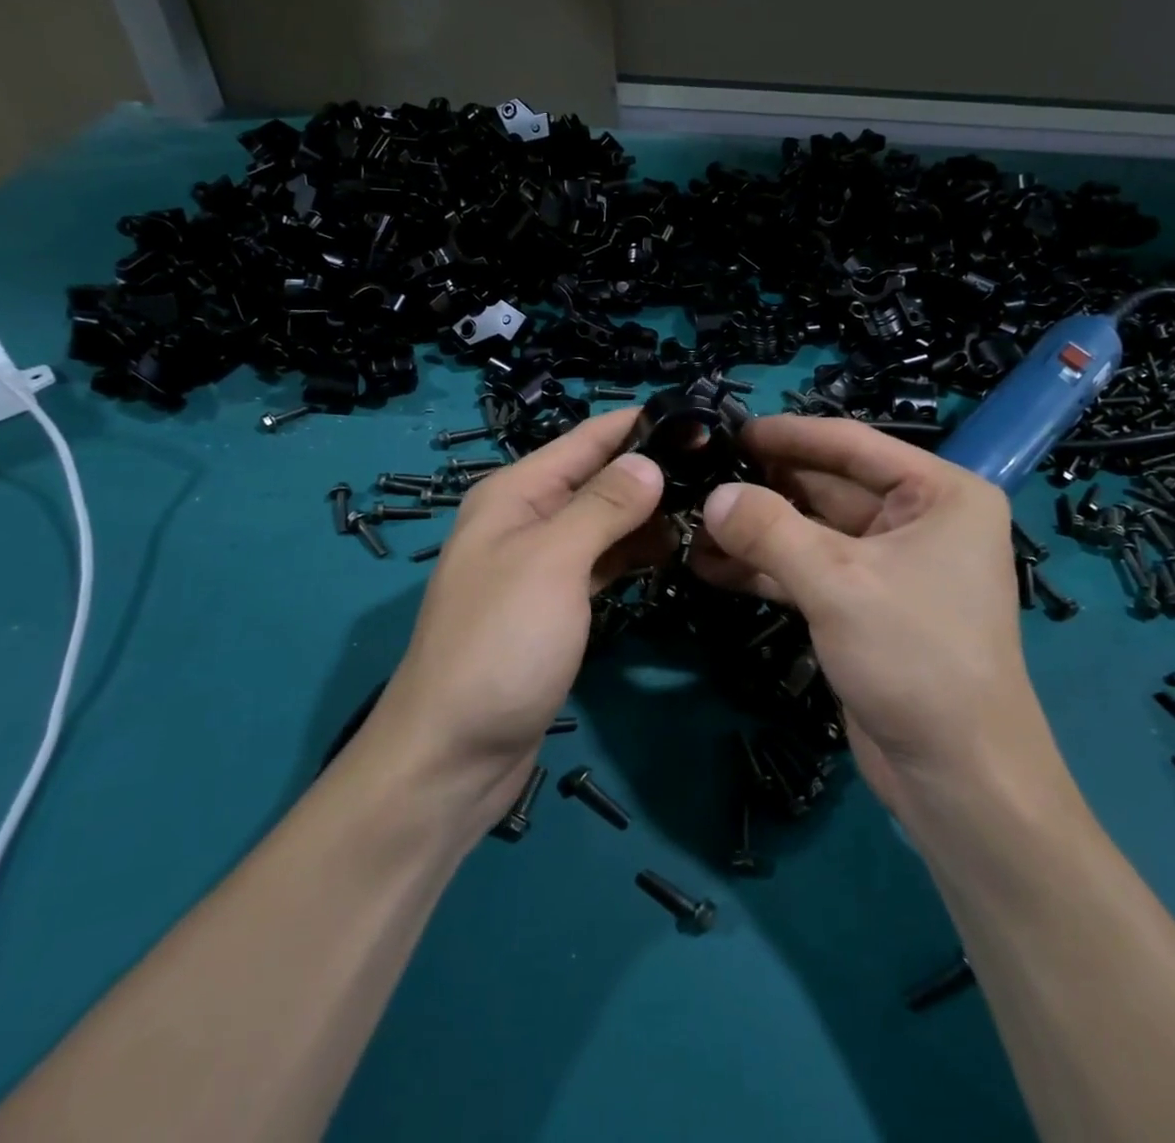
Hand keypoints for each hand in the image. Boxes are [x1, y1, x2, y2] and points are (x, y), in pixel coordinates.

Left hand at [363, 408, 669, 822]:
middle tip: (721, 468)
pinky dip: (633, 553)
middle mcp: (526, 520)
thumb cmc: (500, 644)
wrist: (454, 755)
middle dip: (652, 469)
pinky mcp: (556, 607)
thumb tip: (649, 461)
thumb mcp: (552, 562)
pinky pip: (602, 563)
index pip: (586, 439)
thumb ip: (602, 505)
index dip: (639, 424)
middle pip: (598, 478)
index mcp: (515, 494)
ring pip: (604, 522)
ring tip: (710, 506)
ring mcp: (541, 566)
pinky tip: (673, 552)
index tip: (702, 418)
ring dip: (648, 514)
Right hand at [692, 416, 1071, 818]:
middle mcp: (920, 521)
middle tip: (699, 476)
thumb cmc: (916, 657)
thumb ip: (770, 531)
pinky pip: (810, 571)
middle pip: (828, 487)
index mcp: (940, 494)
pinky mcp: (865, 607)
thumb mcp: (838, 582)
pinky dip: (766, 568)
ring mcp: (891, 567)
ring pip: (813, 532)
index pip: (852, 446)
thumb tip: (713, 496)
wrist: (957, 777)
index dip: (789, 435)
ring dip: (757, 531)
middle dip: (765, 487)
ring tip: (692, 522)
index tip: (730, 429)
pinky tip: (710, 565)